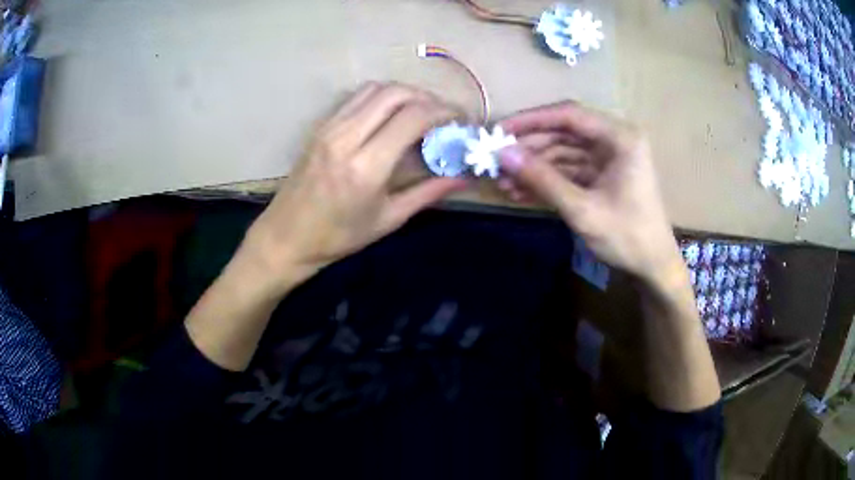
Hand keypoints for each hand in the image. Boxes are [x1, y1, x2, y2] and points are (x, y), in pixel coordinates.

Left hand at [244, 82, 466, 289]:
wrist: (286, 237)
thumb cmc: (338, 237)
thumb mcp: (388, 219)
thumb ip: (428, 192)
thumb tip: (464, 177)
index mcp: (366, 167)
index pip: (413, 117)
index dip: (443, 111)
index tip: (460, 119)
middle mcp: (347, 137)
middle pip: (395, 93)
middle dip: (427, 97)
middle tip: (442, 114)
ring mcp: (329, 128)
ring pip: (375, 89)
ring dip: (403, 93)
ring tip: (419, 111)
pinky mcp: (320, 126)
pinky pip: (356, 97)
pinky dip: (381, 97)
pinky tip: (390, 115)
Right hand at [497, 102, 681, 281]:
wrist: (652, 267)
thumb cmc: (627, 237)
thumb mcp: (583, 209)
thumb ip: (543, 179)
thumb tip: (502, 155)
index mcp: (620, 137)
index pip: (569, 116)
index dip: (532, 120)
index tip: (499, 130)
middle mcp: (614, 140)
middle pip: (564, 133)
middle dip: (530, 148)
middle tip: (496, 161)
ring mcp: (607, 158)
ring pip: (562, 152)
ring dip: (534, 167)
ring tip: (503, 183)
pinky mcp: (601, 176)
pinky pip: (569, 170)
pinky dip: (547, 180)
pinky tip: (521, 192)